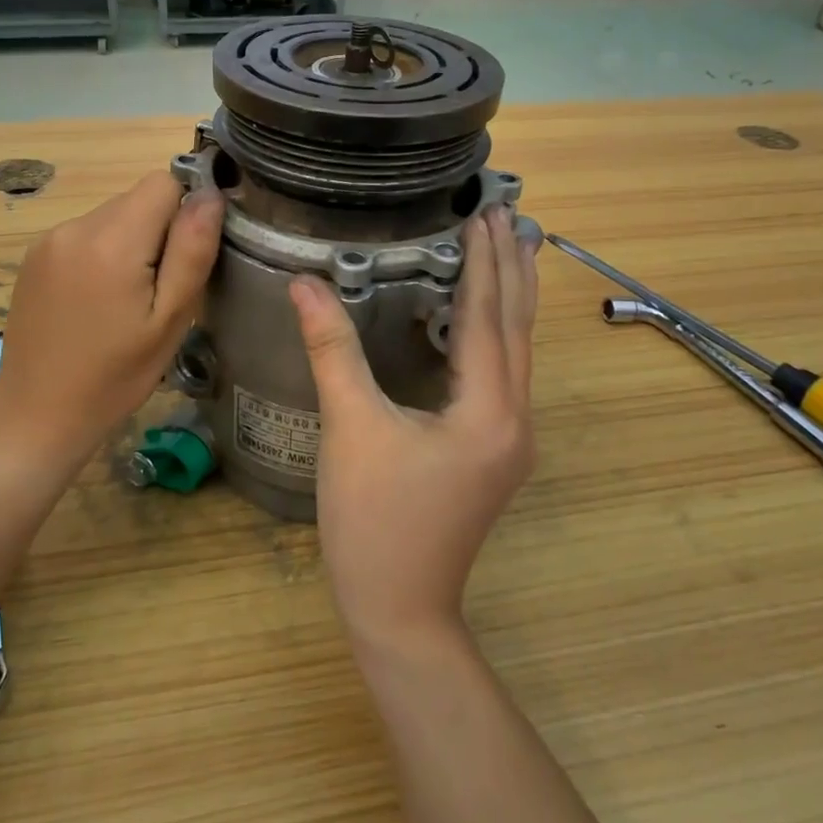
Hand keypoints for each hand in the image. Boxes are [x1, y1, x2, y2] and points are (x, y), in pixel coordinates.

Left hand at [0, 173, 223, 470]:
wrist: (36, 415)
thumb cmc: (115, 376)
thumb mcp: (170, 320)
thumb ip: (192, 251)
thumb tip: (211, 195)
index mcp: (112, 240)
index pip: (164, 182)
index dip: (186, 211)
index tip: (187, 257)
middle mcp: (75, 226)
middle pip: (138, 199)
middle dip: (160, 232)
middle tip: (160, 291)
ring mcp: (50, 240)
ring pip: (114, 216)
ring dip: (132, 243)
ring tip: (128, 301)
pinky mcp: (35, 256)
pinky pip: (87, 234)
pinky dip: (104, 254)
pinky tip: (99, 302)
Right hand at [289, 206, 538, 652]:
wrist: (399, 610)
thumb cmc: (373, 521)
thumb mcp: (350, 428)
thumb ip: (332, 350)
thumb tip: (305, 284)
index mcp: (488, 410)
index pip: (488, 317)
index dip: (485, 261)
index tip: (486, 212)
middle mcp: (514, 418)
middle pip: (516, 327)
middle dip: (512, 268)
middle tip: (508, 214)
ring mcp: (510, 438)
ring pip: (517, 351)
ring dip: (511, 297)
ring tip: (512, 249)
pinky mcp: (494, 449)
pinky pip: (505, 373)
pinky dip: (498, 332)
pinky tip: (484, 318)